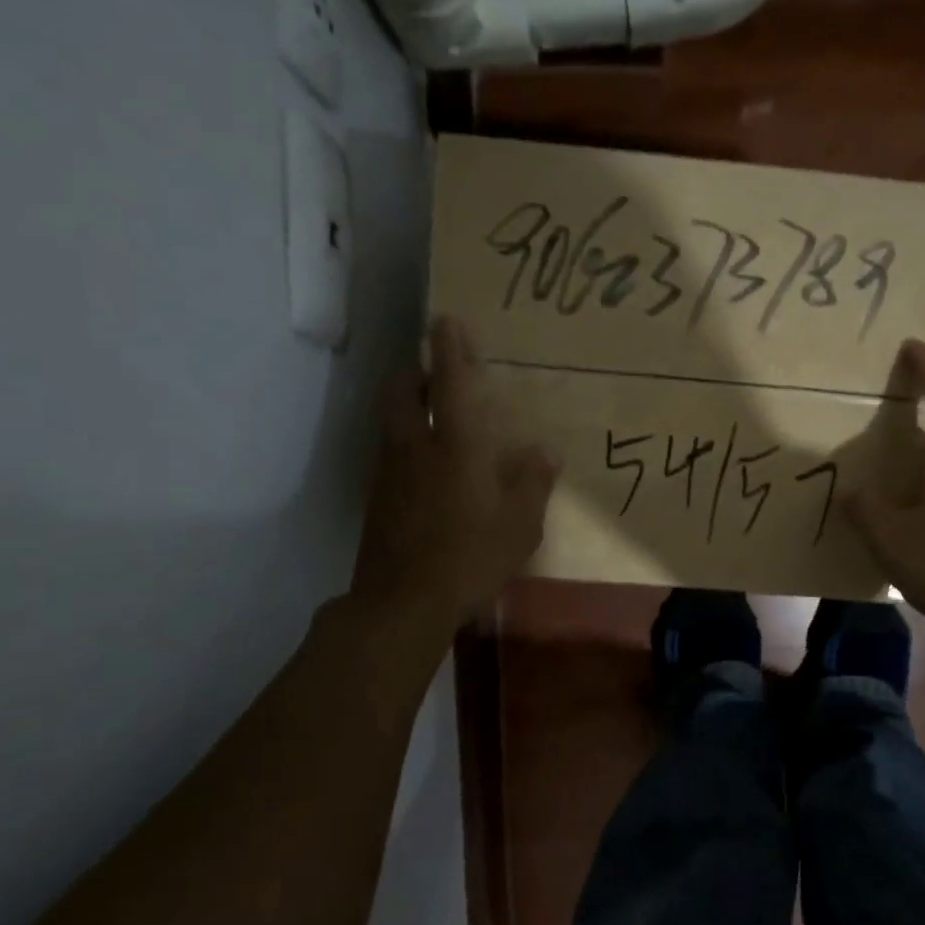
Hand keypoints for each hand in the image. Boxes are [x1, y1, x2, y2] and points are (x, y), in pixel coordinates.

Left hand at [352, 315, 559, 631]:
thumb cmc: (471, 557)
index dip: (450, 348)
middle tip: (439, 373)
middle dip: (418, 372)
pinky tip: (428, 469)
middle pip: (403, 392)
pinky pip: (392, 454)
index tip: (446, 320)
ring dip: (410, 406)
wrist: (403, 603)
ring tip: (435, 415)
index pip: (450, 383)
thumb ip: (533, 483)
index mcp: (454, 446)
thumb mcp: (520, 525)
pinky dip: (407, 443)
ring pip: (393, 422)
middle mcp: (414, 448)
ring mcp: (389, 474)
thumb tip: (546, 452)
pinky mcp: (378, 500)